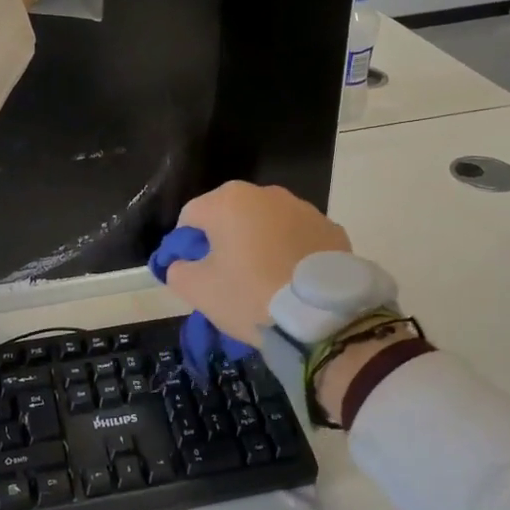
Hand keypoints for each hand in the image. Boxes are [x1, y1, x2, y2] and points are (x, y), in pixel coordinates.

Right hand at [160, 181, 349, 345]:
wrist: (322, 316)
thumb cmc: (250, 295)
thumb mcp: (198, 290)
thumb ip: (177, 271)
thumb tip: (181, 264)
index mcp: (228, 201)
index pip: (191, 217)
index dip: (185, 245)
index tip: (193, 272)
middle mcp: (266, 193)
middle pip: (231, 215)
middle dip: (225, 240)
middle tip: (228, 277)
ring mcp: (303, 208)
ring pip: (267, 224)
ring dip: (260, 243)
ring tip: (265, 280)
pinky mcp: (332, 228)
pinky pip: (298, 237)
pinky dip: (291, 252)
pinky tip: (293, 280)